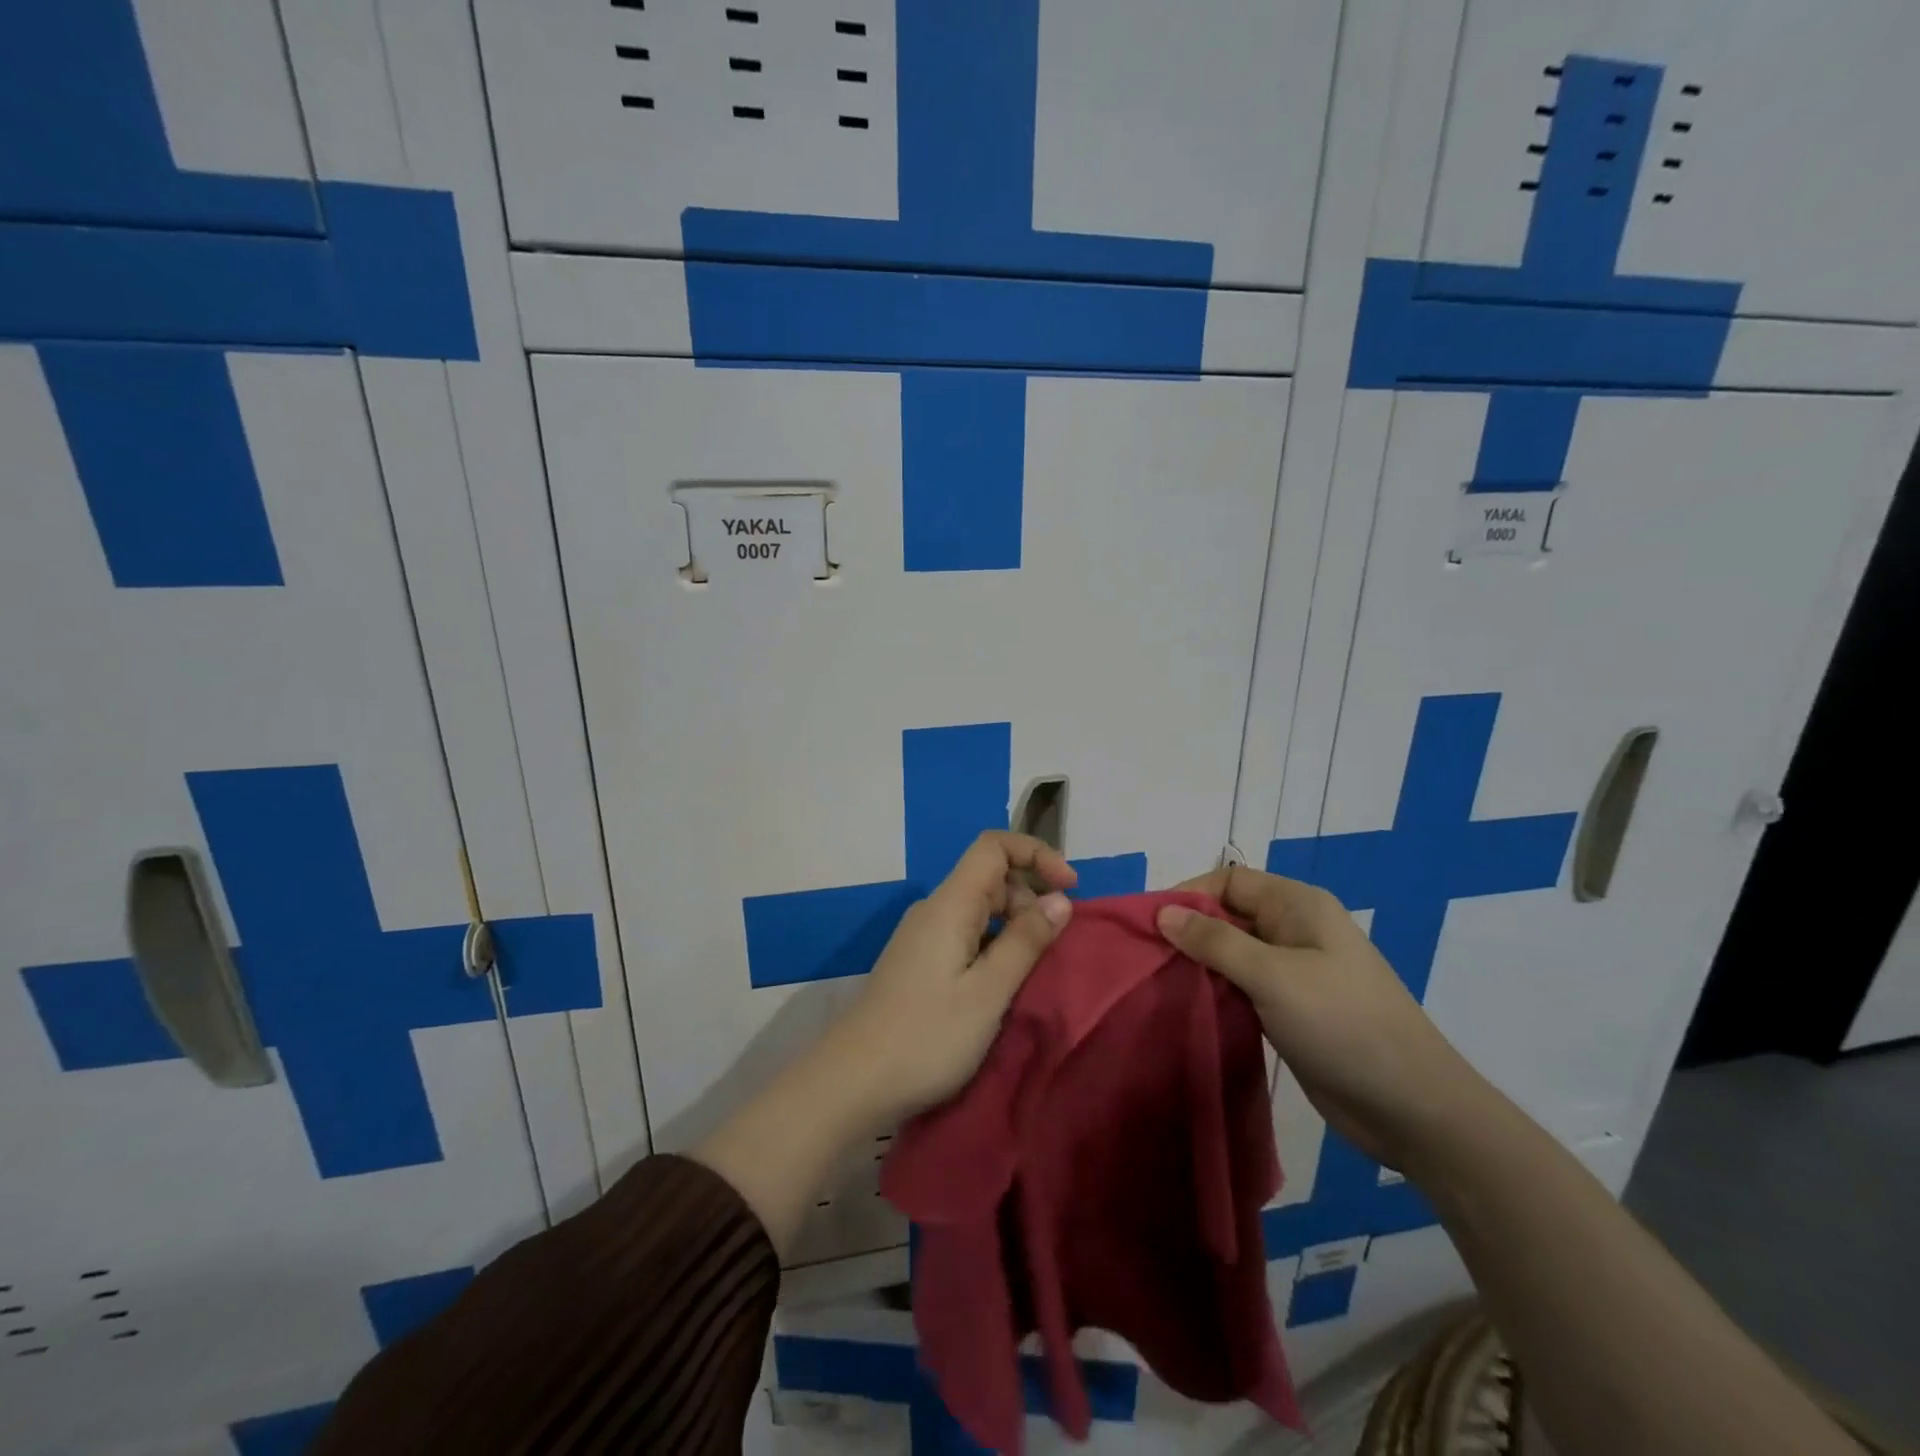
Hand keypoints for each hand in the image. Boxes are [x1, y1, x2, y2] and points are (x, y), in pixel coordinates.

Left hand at [827, 832, 1077, 1126]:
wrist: (852, 1081)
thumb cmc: (927, 1037)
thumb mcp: (988, 992)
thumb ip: (1025, 941)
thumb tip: (1060, 900)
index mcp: (950, 904)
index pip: (993, 846)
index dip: (1036, 854)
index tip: (1070, 888)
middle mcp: (933, 910)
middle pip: (989, 877)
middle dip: (1029, 898)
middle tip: (1053, 947)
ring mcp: (922, 936)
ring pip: (978, 909)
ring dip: (1013, 927)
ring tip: (1032, 971)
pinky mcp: (917, 962)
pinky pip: (965, 935)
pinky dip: (993, 946)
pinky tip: (1001, 985)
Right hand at [1157, 866, 1486, 1172]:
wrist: (1412, 1107)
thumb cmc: (1343, 1025)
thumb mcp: (1273, 976)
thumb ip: (1215, 941)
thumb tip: (1163, 912)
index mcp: (1298, 906)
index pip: (1229, 881)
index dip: (1188, 895)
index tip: (1149, 925)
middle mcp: (1294, 931)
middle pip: (1228, 915)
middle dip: (1188, 931)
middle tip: (1147, 959)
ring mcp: (1295, 972)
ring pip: (1232, 954)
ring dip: (1199, 965)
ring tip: (1158, 984)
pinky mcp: (1291, 1009)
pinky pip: (1242, 987)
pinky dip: (1216, 992)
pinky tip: (1189, 1008)